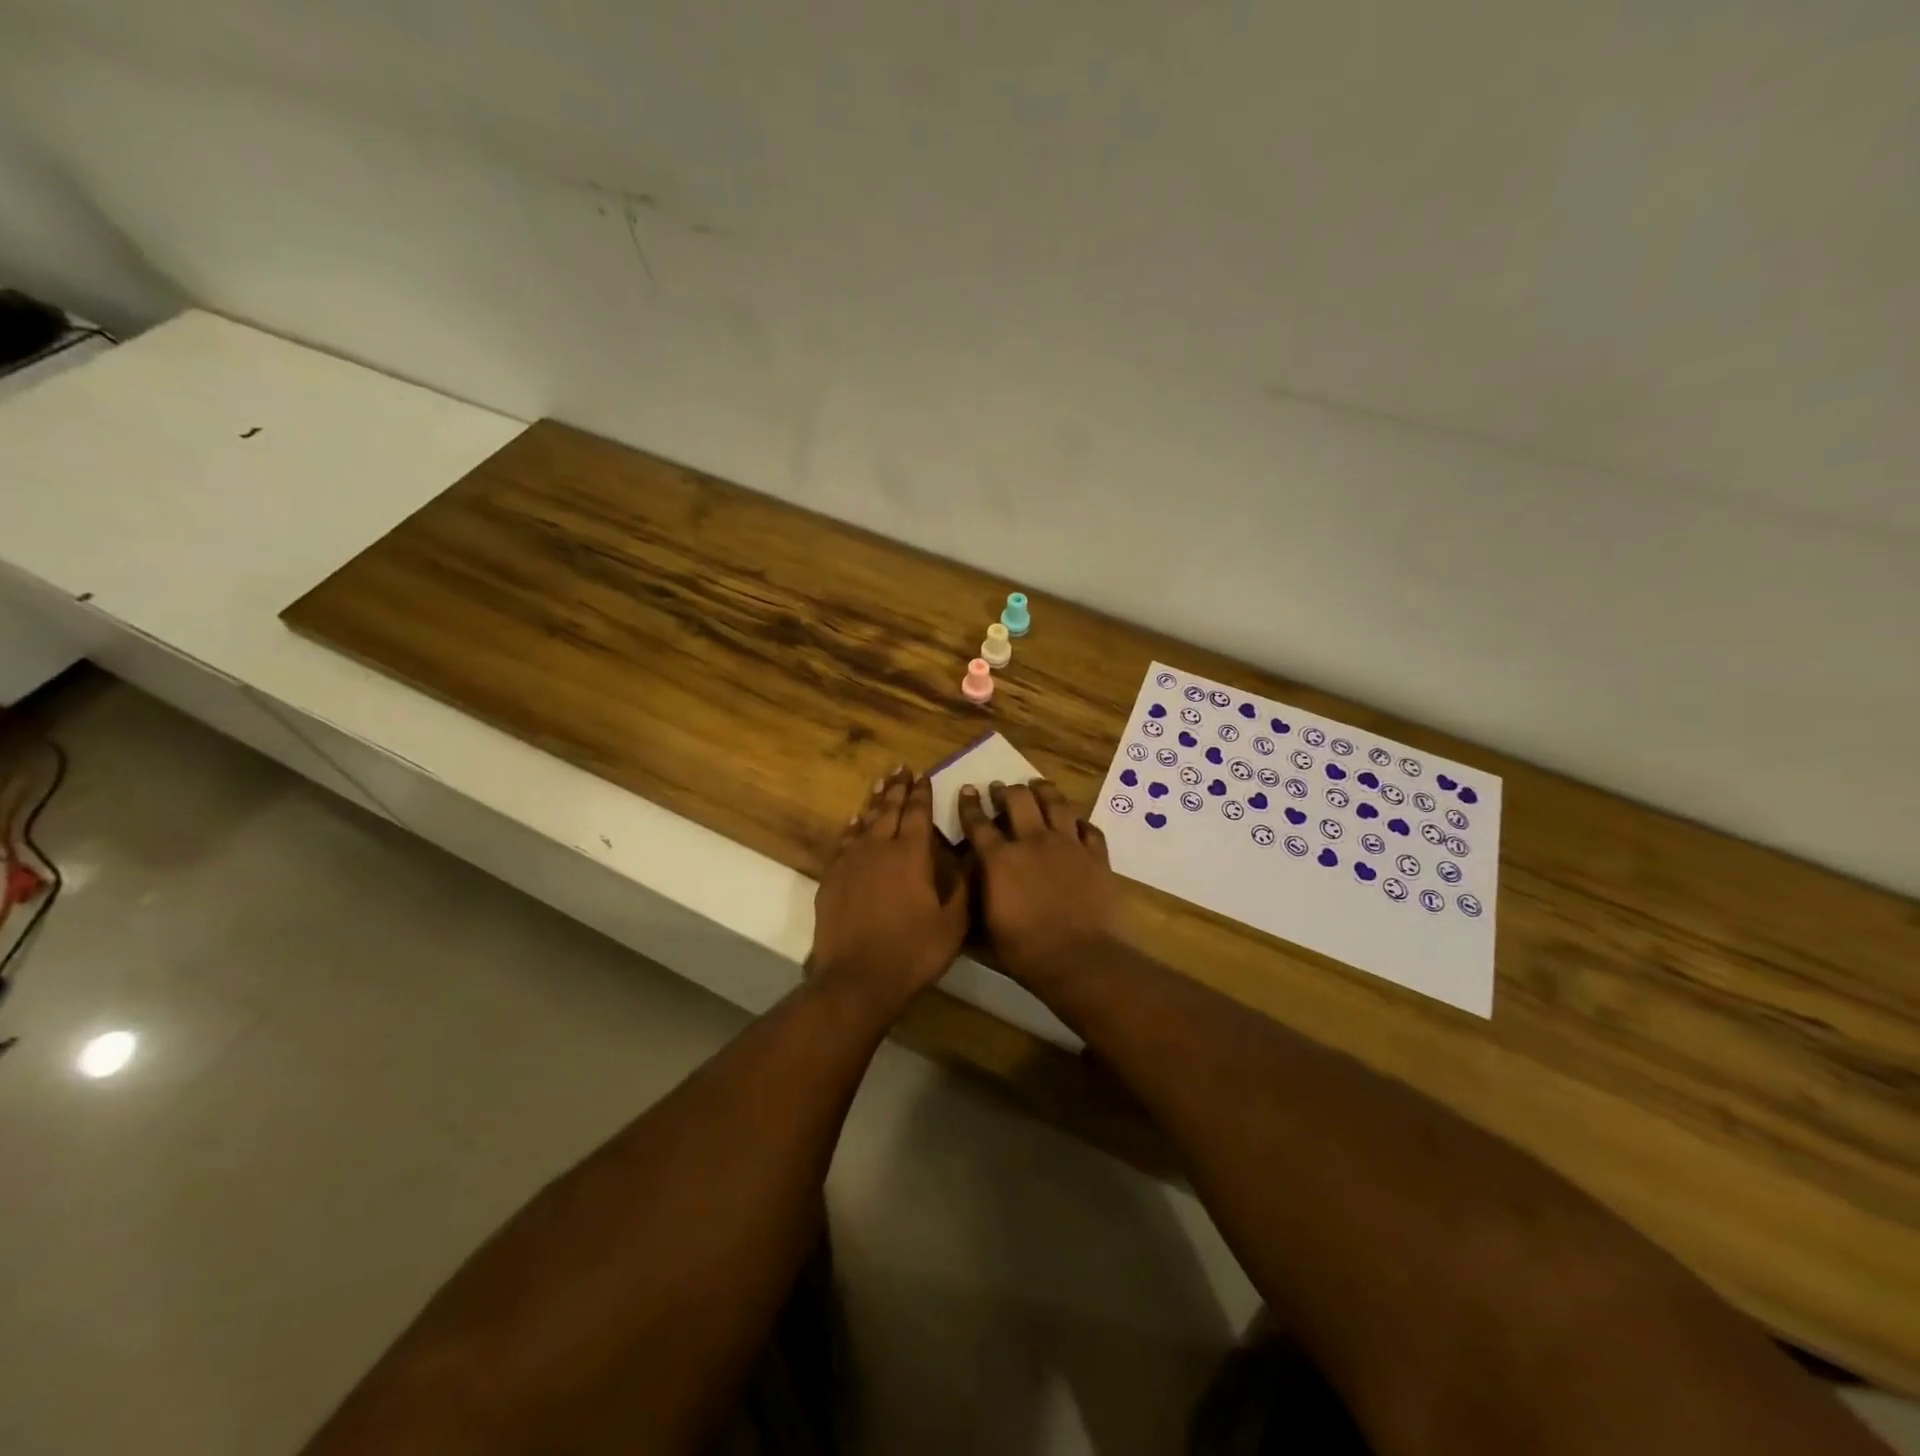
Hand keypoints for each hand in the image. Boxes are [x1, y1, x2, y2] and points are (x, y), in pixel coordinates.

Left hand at [808, 767, 968, 1019]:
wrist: (857, 979)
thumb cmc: (913, 952)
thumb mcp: (953, 924)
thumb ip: (964, 886)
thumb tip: (973, 856)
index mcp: (911, 856)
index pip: (918, 814)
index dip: (922, 793)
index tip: (924, 775)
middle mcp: (879, 849)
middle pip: (889, 810)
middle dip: (898, 788)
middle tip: (902, 769)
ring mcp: (851, 862)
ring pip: (865, 821)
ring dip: (875, 801)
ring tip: (881, 783)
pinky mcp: (832, 878)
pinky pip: (844, 842)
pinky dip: (852, 827)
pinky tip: (855, 821)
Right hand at [957, 780, 1117, 991]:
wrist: (1080, 959)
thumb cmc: (1025, 952)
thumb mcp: (984, 934)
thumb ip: (971, 907)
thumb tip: (961, 894)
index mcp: (999, 859)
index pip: (978, 822)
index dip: (970, 804)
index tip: (968, 790)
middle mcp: (1033, 841)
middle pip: (1018, 799)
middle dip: (1006, 791)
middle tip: (1001, 790)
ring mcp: (1068, 845)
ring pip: (1056, 802)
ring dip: (1044, 791)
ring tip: (1038, 786)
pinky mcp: (1096, 855)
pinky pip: (1089, 828)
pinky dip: (1080, 823)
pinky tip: (1077, 824)